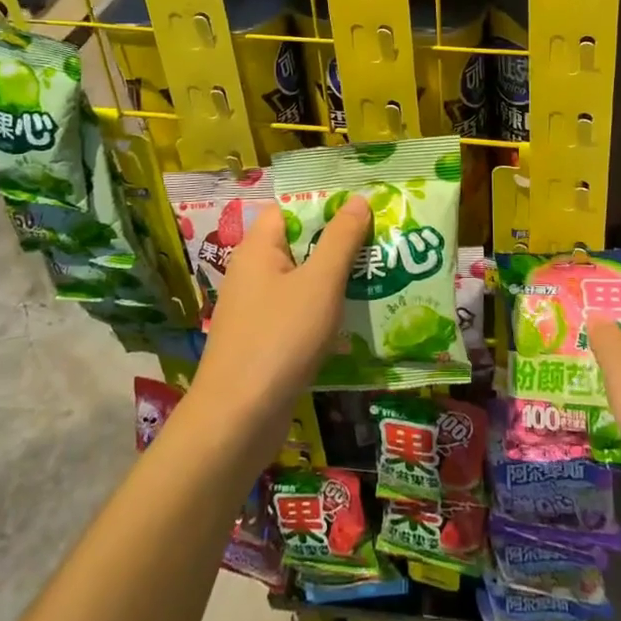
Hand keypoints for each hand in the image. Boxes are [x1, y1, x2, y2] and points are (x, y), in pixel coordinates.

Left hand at [189, 198, 370, 443]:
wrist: (237, 421)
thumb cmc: (279, 339)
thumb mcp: (320, 283)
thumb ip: (341, 239)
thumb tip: (358, 199)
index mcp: (258, 248)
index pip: (292, 208)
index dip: (326, 204)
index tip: (365, 207)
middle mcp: (253, 272)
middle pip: (300, 243)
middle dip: (340, 243)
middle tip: (383, 241)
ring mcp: (257, 309)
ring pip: (303, 280)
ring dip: (337, 279)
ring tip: (381, 276)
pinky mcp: (264, 341)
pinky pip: (299, 312)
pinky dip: (325, 311)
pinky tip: (357, 319)